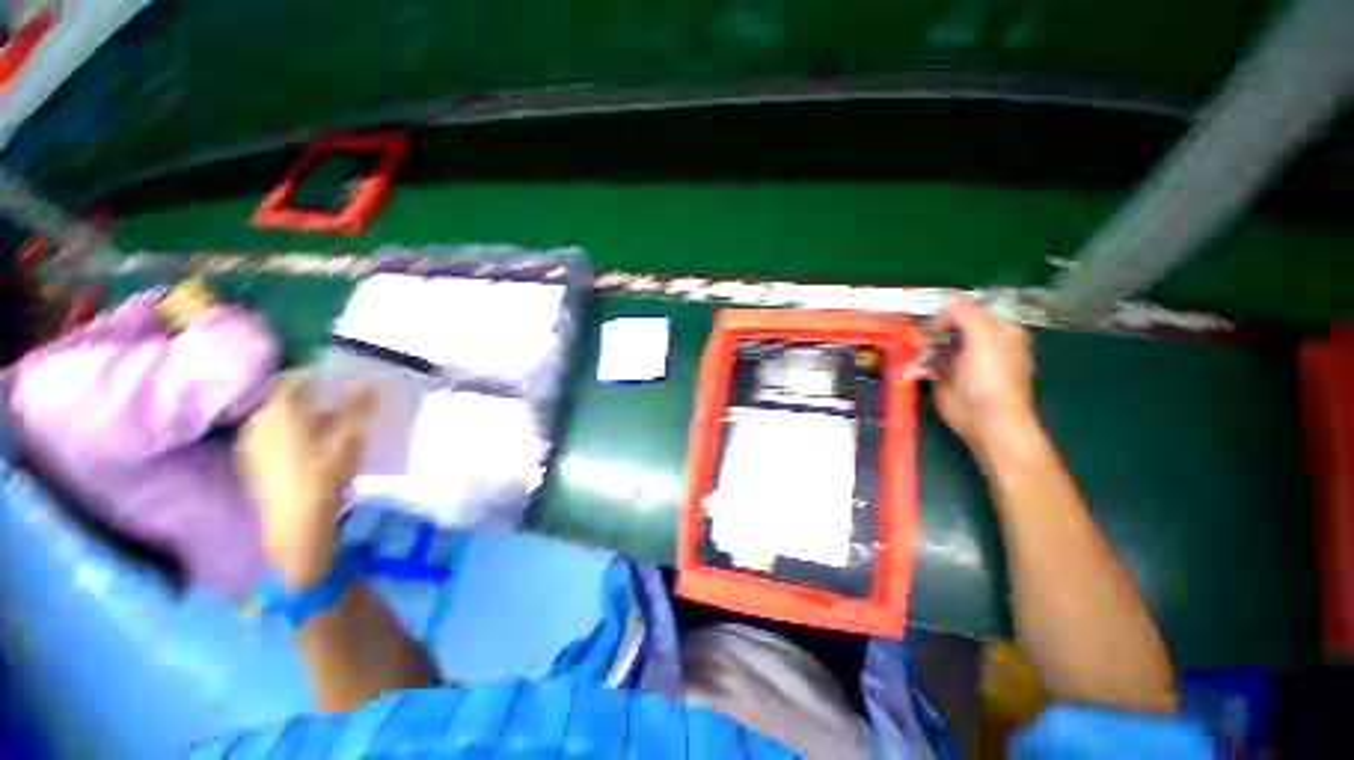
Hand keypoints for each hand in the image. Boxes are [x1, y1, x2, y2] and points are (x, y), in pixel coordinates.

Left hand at [238, 373, 373, 588]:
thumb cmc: (324, 474)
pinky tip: (313, 444)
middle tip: (341, 401)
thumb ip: (357, 407)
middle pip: (285, 396)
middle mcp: (258, 419)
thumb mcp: (349, 437)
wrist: (296, 524)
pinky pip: (273, 432)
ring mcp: (251, 441)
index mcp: (278, 409)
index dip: (321, 375)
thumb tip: (367, 382)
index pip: (296, 377)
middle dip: (313, 395)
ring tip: (331, 423)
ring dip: (303, 413)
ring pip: (278, 415)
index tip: (343, 379)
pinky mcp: (252, 460)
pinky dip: (293, 430)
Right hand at [916, 294, 1037, 463]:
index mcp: (996, 330)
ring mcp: (960, 361)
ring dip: (919, 349)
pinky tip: (912, 372)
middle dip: (929, 333)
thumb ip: (965, 314)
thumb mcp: (984, 339)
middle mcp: (978, 343)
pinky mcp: (944, 377)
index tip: (935, 329)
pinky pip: (925, 363)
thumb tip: (946, 299)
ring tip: (913, 358)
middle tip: (918, 343)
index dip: (948, 316)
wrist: (986, 421)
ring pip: (932, 345)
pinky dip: (916, 366)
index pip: (966, 311)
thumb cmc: (990, 379)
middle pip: (946, 327)